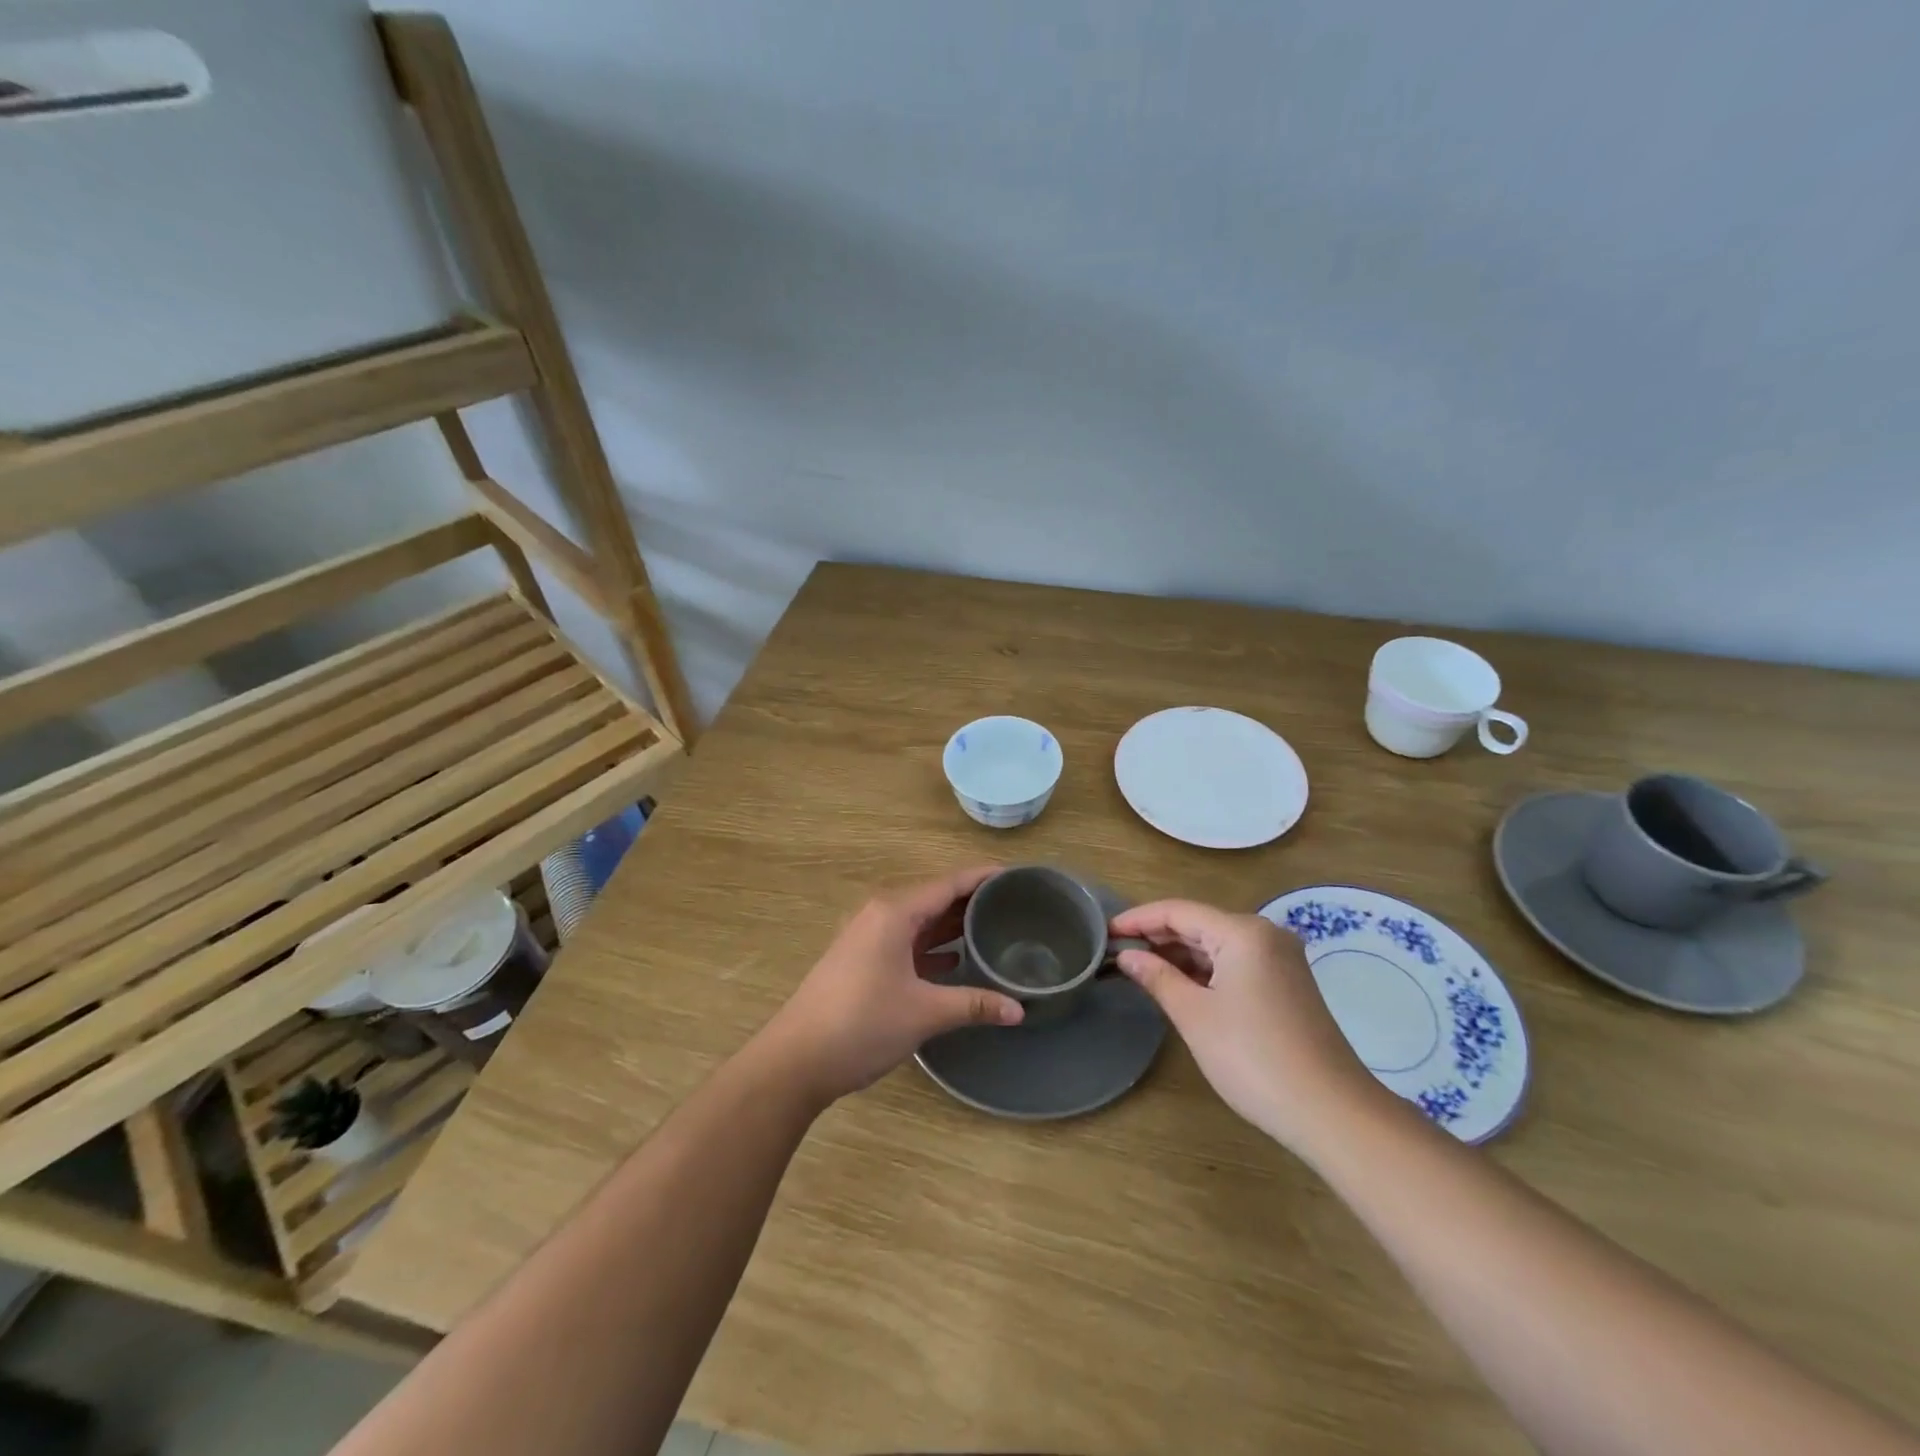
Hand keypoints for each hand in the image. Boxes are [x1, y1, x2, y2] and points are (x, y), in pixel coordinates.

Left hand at [761, 866, 1024, 1103]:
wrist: (796, 1060)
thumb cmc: (862, 1024)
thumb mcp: (924, 1013)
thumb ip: (974, 1004)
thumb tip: (1019, 1010)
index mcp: (895, 913)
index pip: (949, 884)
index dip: (984, 878)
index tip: (1018, 876)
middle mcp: (881, 915)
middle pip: (935, 899)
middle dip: (973, 902)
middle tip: (1017, 906)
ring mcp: (869, 938)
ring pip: (921, 922)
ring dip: (953, 926)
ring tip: (996, 930)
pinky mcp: (863, 961)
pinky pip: (908, 942)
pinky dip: (934, 947)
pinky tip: (959, 961)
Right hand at [1111, 899, 1384, 1156]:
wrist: (1331, 1112)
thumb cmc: (1253, 1058)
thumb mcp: (1194, 1015)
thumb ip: (1157, 977)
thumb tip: (1126, 956)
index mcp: (1243, 931)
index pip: (1178, 911)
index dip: (1138, 919)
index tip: (1104, 932)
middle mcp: (1265, 934)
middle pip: (1199, 923)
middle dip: (1157, 937)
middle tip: (1116, 952)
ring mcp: (1280, 959)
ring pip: (1217, 944)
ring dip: (1180, 954)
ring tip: (1140, 969)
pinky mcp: (1287, 983)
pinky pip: (1235, 962)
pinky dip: (1205, 970)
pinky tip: (1180, 985)